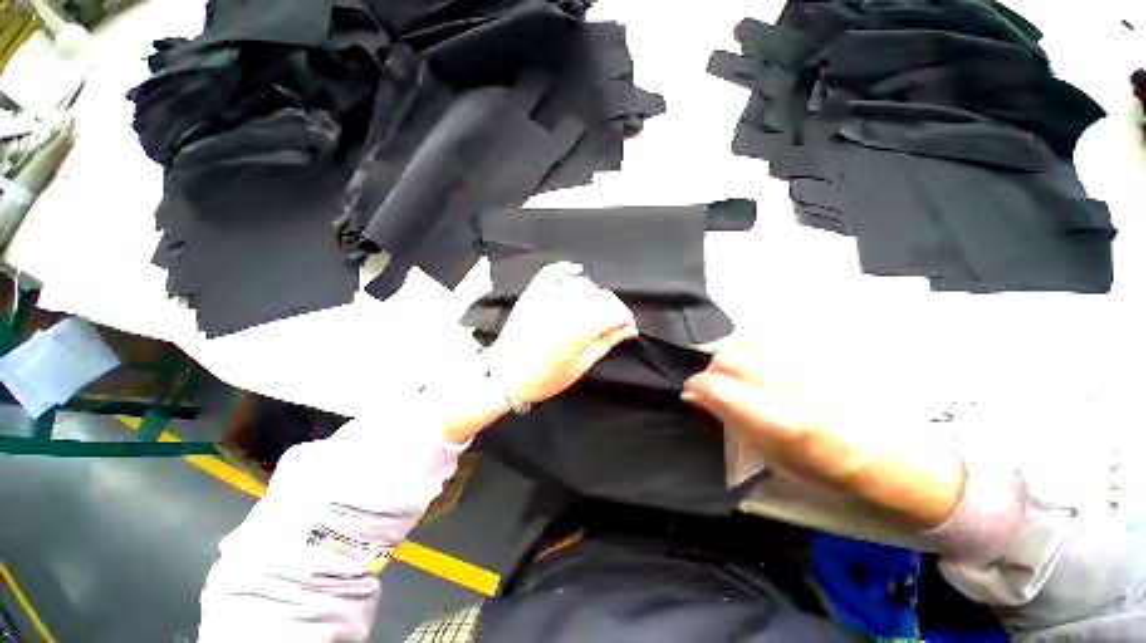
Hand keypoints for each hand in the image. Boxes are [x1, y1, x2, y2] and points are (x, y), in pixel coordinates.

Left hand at [484, 262, 638, 404]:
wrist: (504, 375)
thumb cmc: (544, 377)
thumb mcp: (581, 365)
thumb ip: (607, 342)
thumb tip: (629, 329)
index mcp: (580, 328)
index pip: (614, 311)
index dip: (625, 317)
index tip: (627, 326)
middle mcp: (566, 307)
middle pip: (601, 296)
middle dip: (612, 308)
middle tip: (611, 323)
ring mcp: (547, 297)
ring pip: (582, 284)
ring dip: (593, 295)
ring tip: (593, 309)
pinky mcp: (533, 293)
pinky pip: (552, 272)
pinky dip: (566, 269)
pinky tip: (576, 271)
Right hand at [683, 343, 866, 488]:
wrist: (875, 448)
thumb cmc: (818, 462)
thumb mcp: (764, 450)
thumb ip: (726, 417)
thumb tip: (693, 396)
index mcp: (770, 413)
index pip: (712, 384)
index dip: (694, 387)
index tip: (692, 394)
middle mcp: (781, 380)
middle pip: (724, 357)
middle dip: (711, 371)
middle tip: (716, 386)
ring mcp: (796, 361)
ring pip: (743, 341)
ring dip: (730, 356)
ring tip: (736, 372)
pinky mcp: (808, 351)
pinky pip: (766, 339)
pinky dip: (751, 349)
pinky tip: (758, 363)